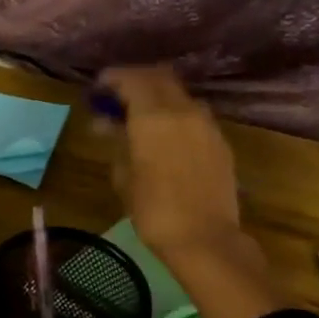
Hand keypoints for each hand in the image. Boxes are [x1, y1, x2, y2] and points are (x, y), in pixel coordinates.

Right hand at [98, 66, 241, 259]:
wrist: (205, 240)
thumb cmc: (154, 210)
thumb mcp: (124, 175)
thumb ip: (116, 141)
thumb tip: (106, 123)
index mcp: (154, 116)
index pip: (132, 78)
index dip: (112, 78)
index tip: (98, 88)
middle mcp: (183, 110)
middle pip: (159, 77)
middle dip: (136, 81)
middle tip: (117, 97)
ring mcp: (207, 124)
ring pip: (179, 94)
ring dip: (158, 96)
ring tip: (140, 117)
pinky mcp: (220, 141)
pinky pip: (194, 114)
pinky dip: (175, 114)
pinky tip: (164, 136)